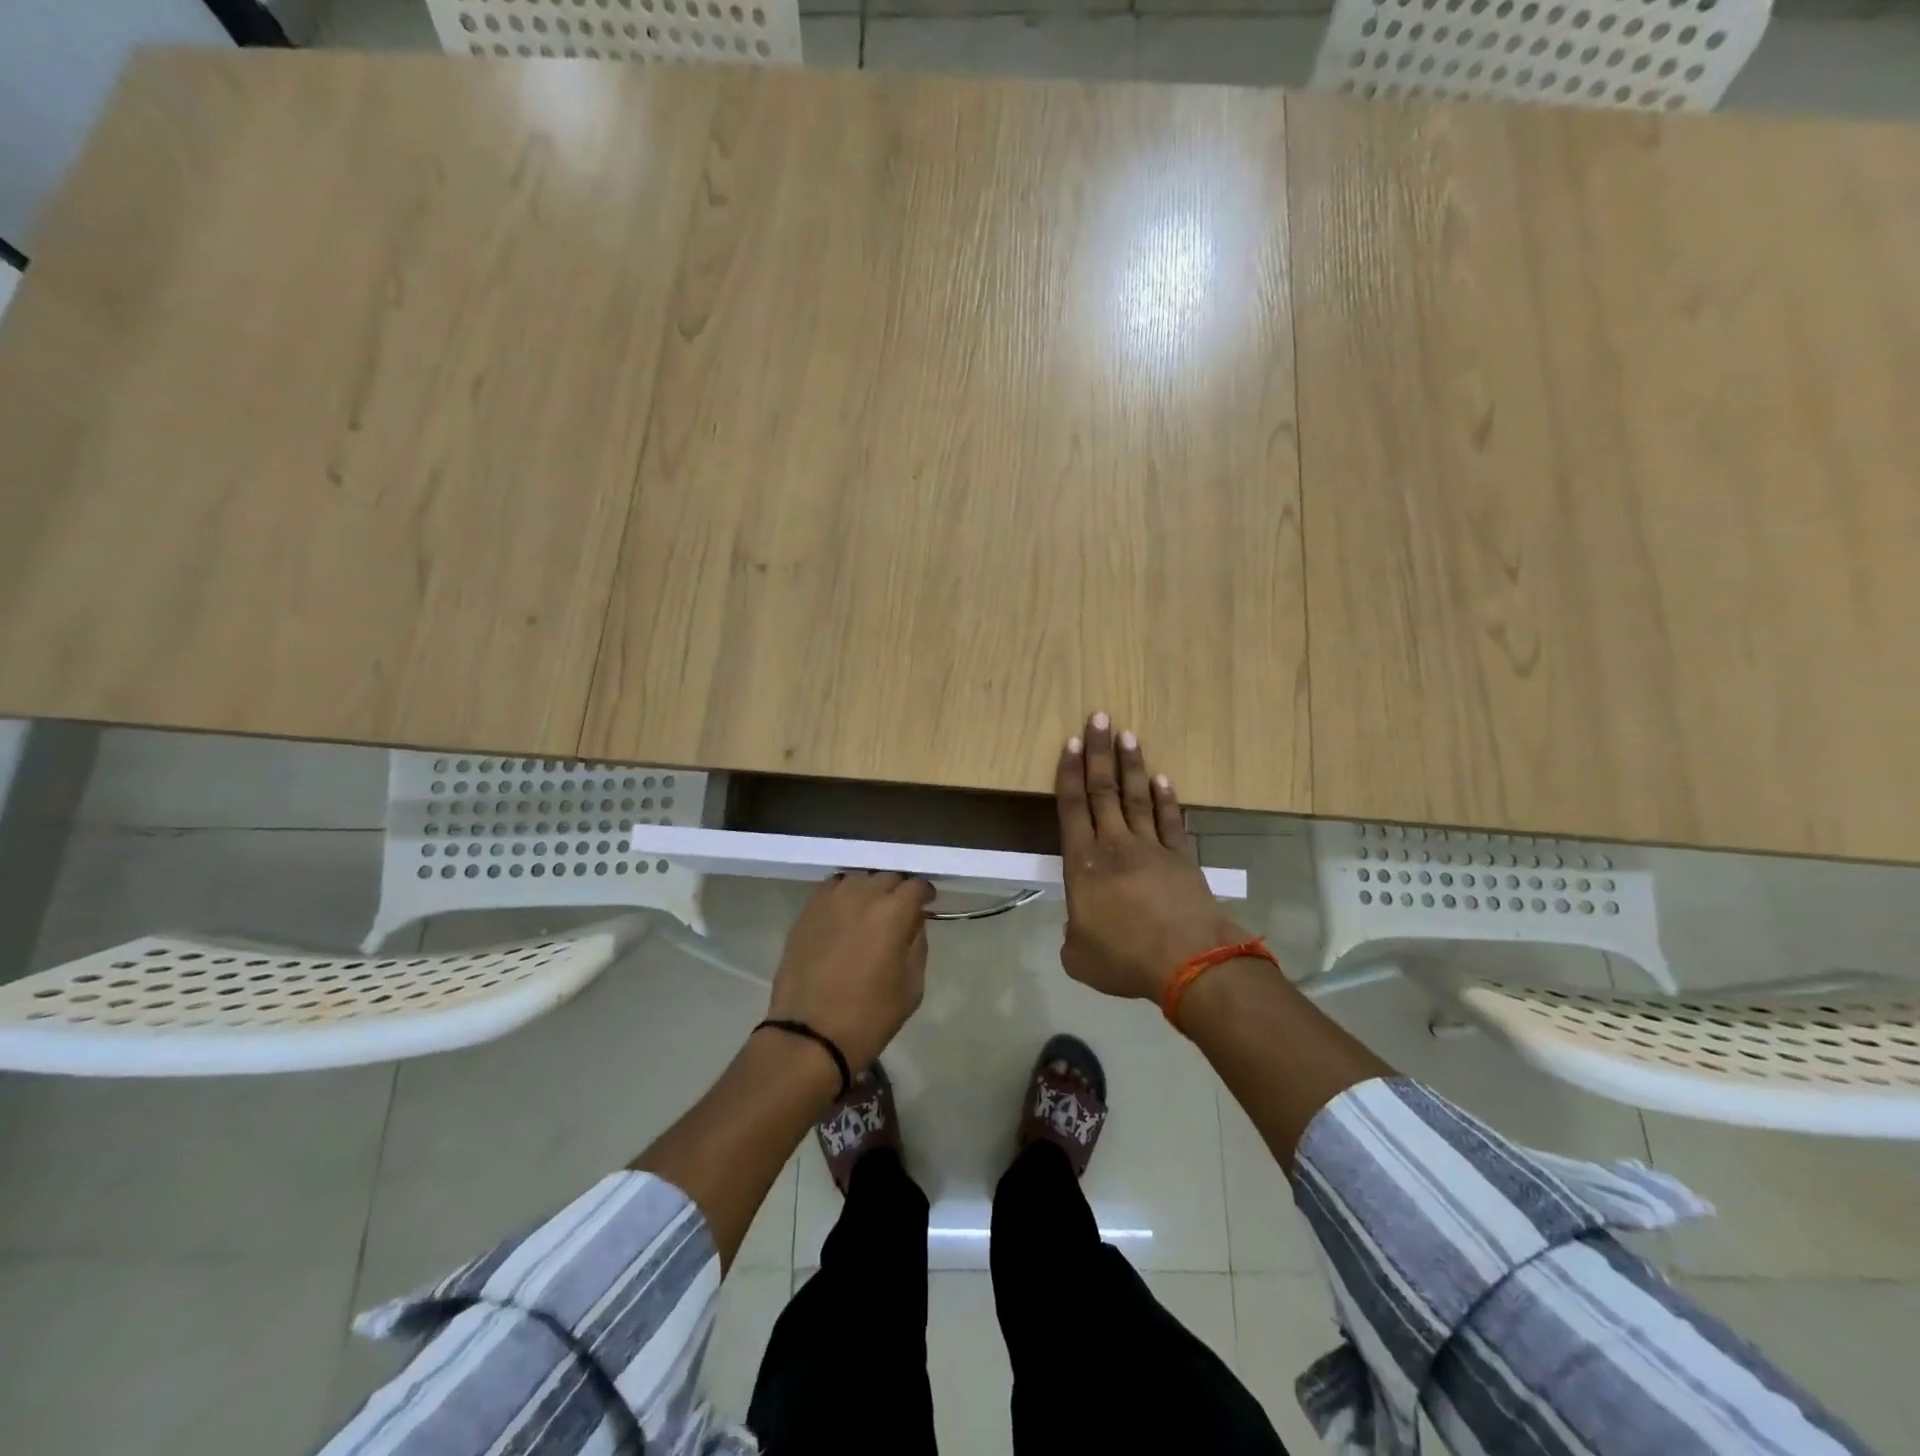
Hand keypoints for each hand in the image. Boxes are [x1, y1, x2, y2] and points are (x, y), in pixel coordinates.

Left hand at [766, 871, 934, 1071]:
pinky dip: (843, 894)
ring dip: (870, 890)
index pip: (916, 885)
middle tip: (900, 911)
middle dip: (898, 890)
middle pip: (887, 877)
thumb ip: (917, 945)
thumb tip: (913, 923)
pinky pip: (831, 888)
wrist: (809, 1036)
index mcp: (893, 912)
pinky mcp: (806, 911)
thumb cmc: (869, 1017)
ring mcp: (830, 900)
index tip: (926, 905)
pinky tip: (844, 912)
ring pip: (858, 879)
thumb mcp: (912, 987)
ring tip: (870, 910)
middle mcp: (862, 895)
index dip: (924, 893)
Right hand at [1055, 713, 1248, 1001]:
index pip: (1072, 808)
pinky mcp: (1182, 859)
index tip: (1071, 743)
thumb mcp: (1079, 958)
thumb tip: (1077, 931)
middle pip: (1103, 790)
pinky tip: (1165, 780)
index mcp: (1084, 864)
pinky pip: (1171, 821)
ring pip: (1138, 797)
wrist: (1188, 962)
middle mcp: (1115, 846)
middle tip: (1099, 718)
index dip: (1069, 774)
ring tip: (1128, 735)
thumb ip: (1072, 937)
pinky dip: (1168, 799)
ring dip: (1132, 765)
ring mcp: (1152, 848)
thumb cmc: (1124, 957)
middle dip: (1098, 752)